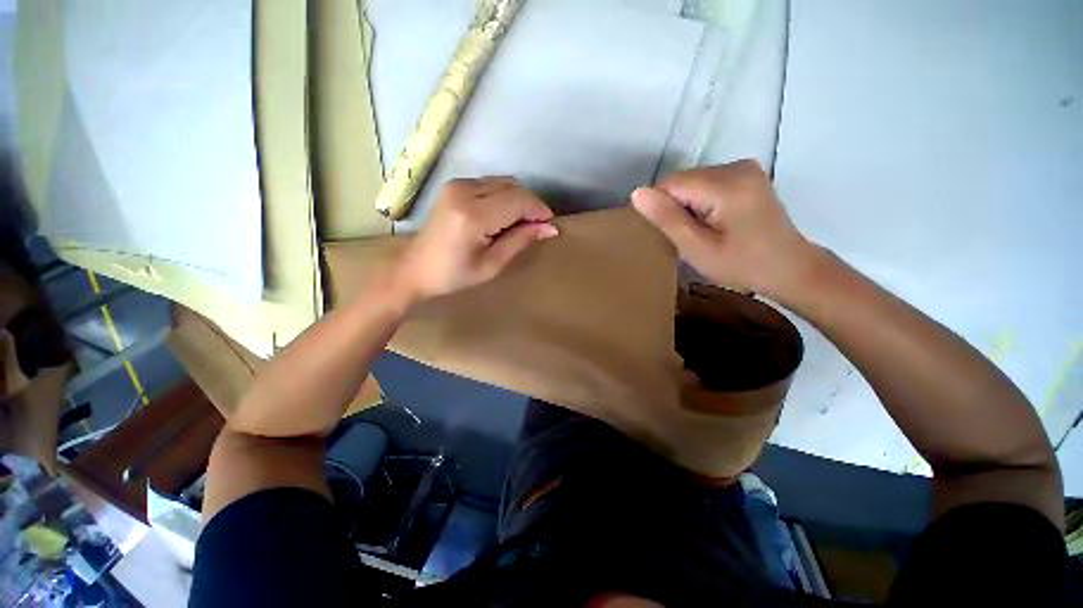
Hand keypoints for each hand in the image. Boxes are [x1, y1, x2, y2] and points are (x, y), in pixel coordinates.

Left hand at [393, 177, 557, 300]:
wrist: (415, 269)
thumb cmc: (454, 275)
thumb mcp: (492, 264)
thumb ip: (520, 240)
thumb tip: (550, 228)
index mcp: (473, 215)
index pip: (518, 201)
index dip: (539, 211)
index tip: (550, 227)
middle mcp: (465, 191)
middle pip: (513, 187)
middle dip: (532, 205)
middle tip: (538, 228)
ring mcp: (458, 185)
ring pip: (504, 183)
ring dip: (520, 200)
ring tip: (523, 224)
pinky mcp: (456, 185)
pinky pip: (492, 184)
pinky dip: (506, 196)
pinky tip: (506, 216)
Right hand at [631, 159, 817, 297]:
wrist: (790, 268)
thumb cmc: (742, 265)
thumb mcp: (698, 249)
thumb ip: (667, 219)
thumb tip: (637, 193)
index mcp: (726, 185)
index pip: (670, 183)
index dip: (660, 207)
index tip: (669, 233)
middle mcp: (736, 166)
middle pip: (682, 180)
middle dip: (675, 206)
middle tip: (688, 236)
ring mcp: (745, 167)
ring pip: (692, 181)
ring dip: (687, 205)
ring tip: (702, 231)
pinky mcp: (748, 174)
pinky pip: (707, 182)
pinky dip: (701, 201)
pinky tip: (713, 221)